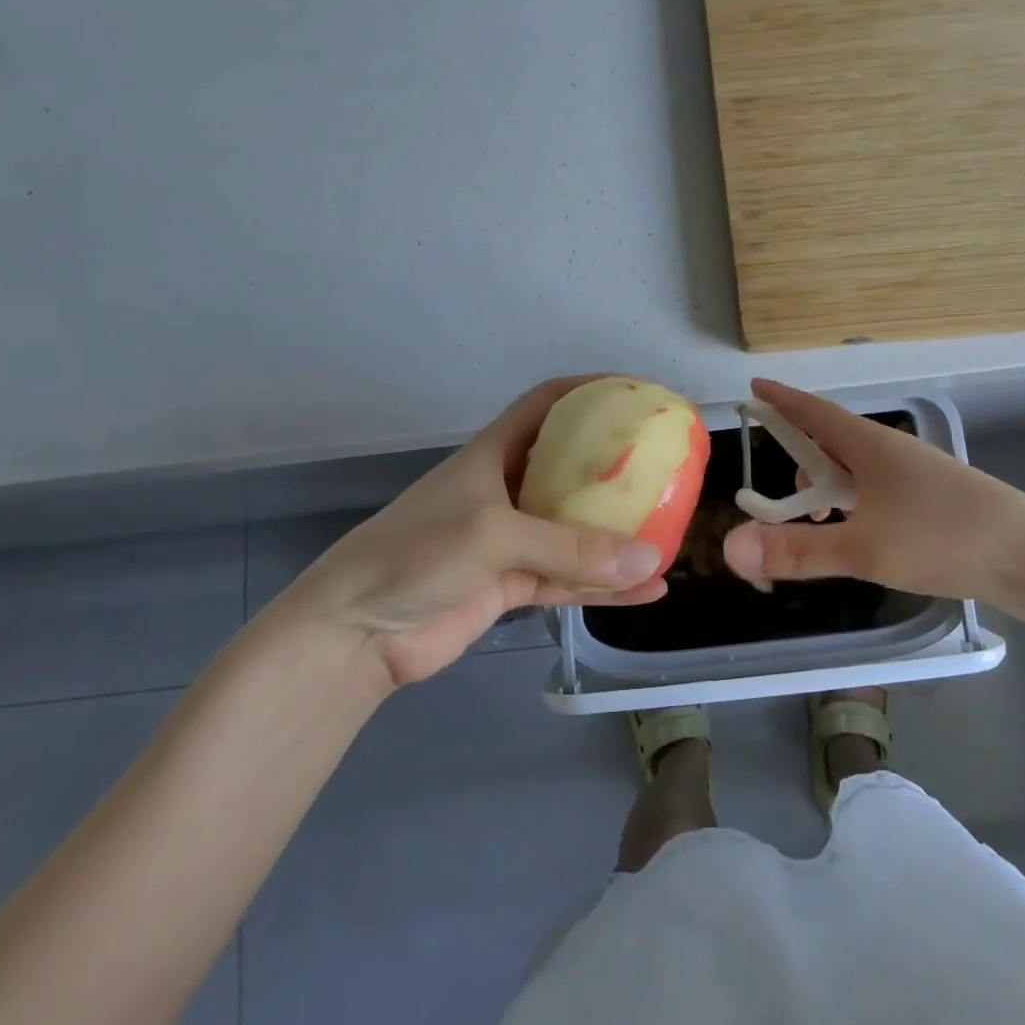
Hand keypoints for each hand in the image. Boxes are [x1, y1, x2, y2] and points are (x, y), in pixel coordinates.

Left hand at [275, 378, 669, 688]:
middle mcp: (506, 490)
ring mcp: (511, 541)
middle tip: (666, 465)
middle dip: (614, 465)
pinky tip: (649, 589)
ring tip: (668, 529)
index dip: (587, 391)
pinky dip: (606, 585)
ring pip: (575, 528)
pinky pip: (570, 579)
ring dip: (616, 532)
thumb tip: (651, 557)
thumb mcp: (493, 535)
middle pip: (569, 467)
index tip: (636, 394)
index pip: (545, 405)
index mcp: (494, 454)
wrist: (356, 633)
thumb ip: (571, 547)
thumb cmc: (416, 554)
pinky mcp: (512, 585)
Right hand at [721, 379, 1024, 627]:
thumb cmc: (947, 540)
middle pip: (831, 442)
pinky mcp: (935, 503)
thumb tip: (731, 548)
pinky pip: (877, 491)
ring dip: (828, 488)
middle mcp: (892, 452)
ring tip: (819, 525)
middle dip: (799, 461)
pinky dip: (854, 505)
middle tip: (781, 501)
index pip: (813, 411)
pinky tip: (860, 536)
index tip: (753, 389)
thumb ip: (797, 549)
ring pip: (856, 471)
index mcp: (870, 445)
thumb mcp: (864, 548)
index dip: (781, 400)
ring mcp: (917, 476)